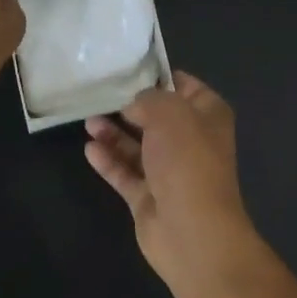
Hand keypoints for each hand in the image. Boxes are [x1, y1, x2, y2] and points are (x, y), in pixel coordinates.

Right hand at [84, 72, 259, 286]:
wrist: (192, 230)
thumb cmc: (187, 162)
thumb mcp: (169, 113)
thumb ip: (147, 99)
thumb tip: (133, 105)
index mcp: (208, 117)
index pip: (184, 86)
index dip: (158, 75)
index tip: (127, 67)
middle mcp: (191, 142)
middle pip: (156, 118)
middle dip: (129, 106)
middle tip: (97, 92)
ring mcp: (169, 172)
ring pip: (137, 146)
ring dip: (114, 133)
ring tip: (88, 120)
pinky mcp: (148, 197)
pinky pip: (125, 173)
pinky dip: (109, 161)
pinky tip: (89, 149)